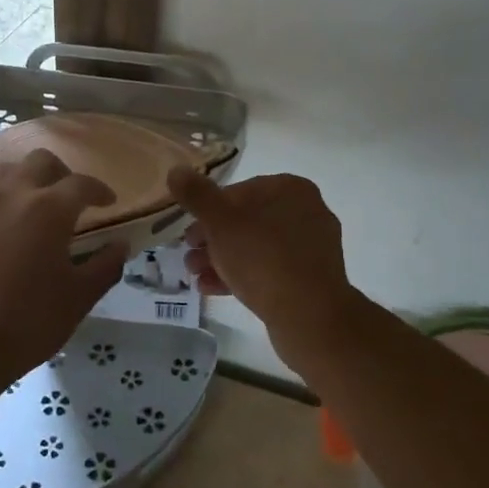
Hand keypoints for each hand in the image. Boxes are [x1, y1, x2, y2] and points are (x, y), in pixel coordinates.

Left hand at [0, 149, 127, 393]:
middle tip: (71, 200)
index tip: (109, 203)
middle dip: (62, 174)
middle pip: (42, 161)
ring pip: (7, 169)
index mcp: (48, 208)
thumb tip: (121, 245)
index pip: (82, 184)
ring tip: (34, 204)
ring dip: (27, 178)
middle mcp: (12, 192)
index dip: (100, 191)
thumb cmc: (26, 324)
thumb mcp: (78, 299)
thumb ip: (104, 266)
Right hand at [167, 168, 361, 365]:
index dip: (208, 210)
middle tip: (189, 255)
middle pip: (247, 220)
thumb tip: (176, 170)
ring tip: (195, 275)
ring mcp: (312, 247)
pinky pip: (270, 269)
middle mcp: (306, 212)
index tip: (188, 232)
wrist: (310, 317)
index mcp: (290, 189)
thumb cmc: (263, 258)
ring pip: (256, 247)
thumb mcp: (220, 222)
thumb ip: (196, 195)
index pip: (239, 191)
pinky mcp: (311, 279)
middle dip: (213, 239)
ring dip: (222, 258)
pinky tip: (212, 289)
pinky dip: (242, 275)